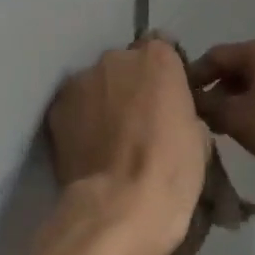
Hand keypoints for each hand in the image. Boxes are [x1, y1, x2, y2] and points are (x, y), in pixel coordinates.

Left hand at [45, 38, 208, 254]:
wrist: (117, 207)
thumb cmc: (170, 172)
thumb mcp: (198, 137)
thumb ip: (181, 109)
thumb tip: (169, 114)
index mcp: (158, 59)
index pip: (162, 47)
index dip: (163, 73)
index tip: (165, 97)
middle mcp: (116, 58)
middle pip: (125, 64)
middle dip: (131, 85)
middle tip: (137, 121)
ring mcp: (81, 80)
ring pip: (96, 84)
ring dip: (103, 101)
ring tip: (108, 138)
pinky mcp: (56, 107)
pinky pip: (74, 106)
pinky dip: (80, 119)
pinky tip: (88, 147)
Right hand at [189, 37, 254, 174]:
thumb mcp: (240, 119)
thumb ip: (211, 108)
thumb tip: (195, 101)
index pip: (215, 55)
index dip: (194, 76)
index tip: (182, 99)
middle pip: (237, 66)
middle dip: (218, 90)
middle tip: (205, 116)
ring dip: (240, 99)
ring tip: (230, 126)